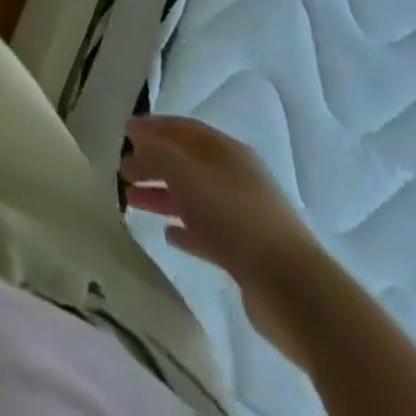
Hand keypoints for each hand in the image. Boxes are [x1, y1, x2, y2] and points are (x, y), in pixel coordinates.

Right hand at [121, 115, 326, 363]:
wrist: (292, 289)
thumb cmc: (233, 217)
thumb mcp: (184, 174)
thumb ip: (156, 152)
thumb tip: (137, 135)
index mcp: (226, 151)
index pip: (183, 128)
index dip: (153, 127)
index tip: (125, 131)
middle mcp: (236, 177)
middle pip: (187, 163)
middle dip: (153, 164)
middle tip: (123, 173)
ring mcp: (244, 215)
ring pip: (194, 197)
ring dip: (163, 196)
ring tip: (132, 203)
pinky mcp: (248, 252)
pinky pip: (208, 232)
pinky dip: (186, 228)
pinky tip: (168, 235)